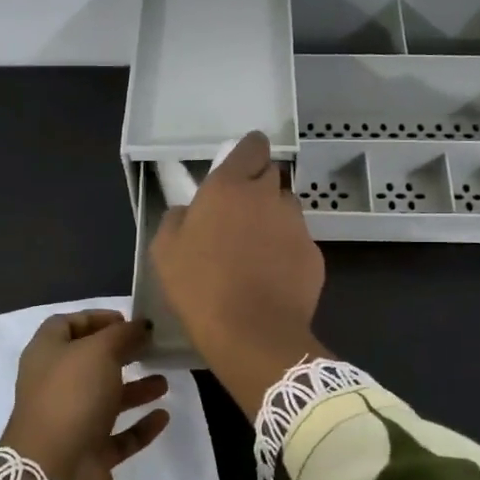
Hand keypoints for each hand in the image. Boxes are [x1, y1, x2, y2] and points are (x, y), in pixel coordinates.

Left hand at [0, 311, 169, 479]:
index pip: (65, 325)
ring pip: (106, 399)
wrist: (54, 472)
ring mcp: (72, 421)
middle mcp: (55, 385)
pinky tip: (164, 416)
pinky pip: (119, 435)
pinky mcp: (89, 452)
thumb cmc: (71, 397)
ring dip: (135, 389)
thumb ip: (122, 335)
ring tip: (164, 381)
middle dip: (120, 352)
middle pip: (89, 362)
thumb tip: (141, 325)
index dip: (95, 318)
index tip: (127, 319)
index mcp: (46, 355)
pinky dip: (140, 426)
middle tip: (151, 346)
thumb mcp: (99, 352)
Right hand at [149, 132, 327, 413]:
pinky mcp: (314, 254)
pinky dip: (286, 250)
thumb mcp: (165, 251)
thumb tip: (189, 210)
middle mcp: (268, 197)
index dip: (248, 153)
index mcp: (230, 187)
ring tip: (256, 250)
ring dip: (273, 218)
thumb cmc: (200, 287)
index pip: (252, 146)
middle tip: (239, 215)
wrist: (252, 333)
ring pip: (287, 208)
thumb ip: (177, 218)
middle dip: (259, 187)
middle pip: (271, 175)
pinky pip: (298, 241)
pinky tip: (272, 276)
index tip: (239, 168)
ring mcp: (297, 225)